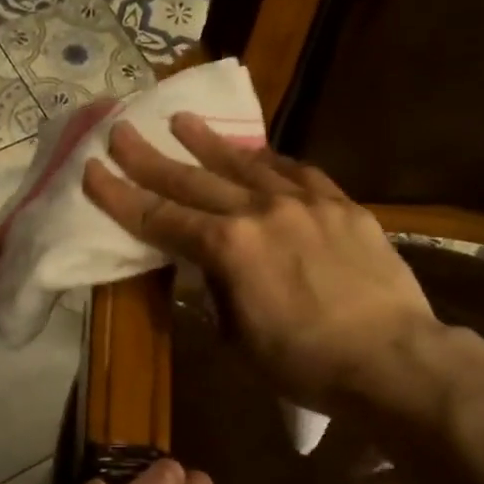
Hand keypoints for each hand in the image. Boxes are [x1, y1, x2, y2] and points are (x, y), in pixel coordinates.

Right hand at [83, 114, 438, 409]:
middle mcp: (261, 212)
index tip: (92, 169)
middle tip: (120, 130)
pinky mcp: (342, 206)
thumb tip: (208, 272)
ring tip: (183, 121)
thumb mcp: (238, 339)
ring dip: (210, 144)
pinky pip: (299, 173)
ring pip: (247, 165)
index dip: (120, 196)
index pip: (160, 218)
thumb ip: (217, 294)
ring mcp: (306, 202)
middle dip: (151, 157)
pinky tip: (258, 154)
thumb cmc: (304, 363)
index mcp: (228, 248)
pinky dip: (270, 161)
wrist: (391, 358)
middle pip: (194, 181)